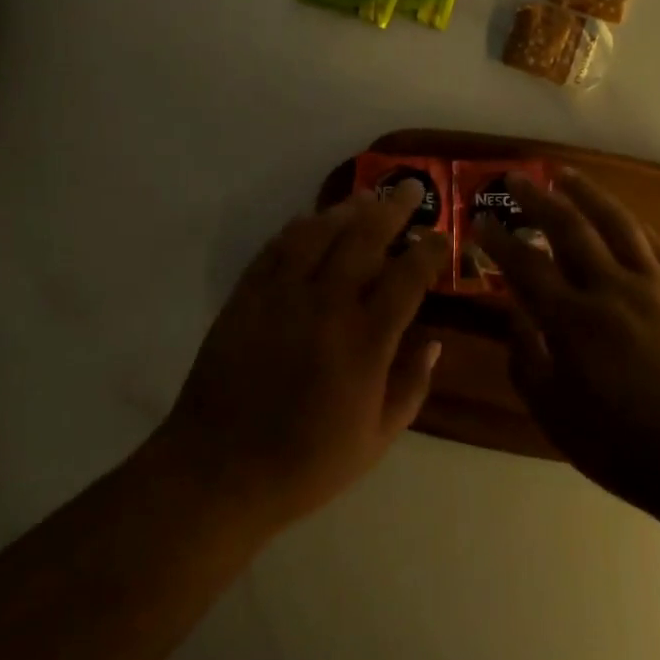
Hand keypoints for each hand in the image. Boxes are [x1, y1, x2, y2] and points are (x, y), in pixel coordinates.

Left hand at [154, 184, 448, 533]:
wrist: (219, 471)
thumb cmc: (306, 464)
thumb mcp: (376, 440)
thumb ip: (412, 386)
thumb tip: (435, 341)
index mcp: (365, 342)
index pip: (407, 277)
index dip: (429, 250)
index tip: (440, 236)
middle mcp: (327, 305)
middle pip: (365, 238)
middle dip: (394, 207)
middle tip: (411, 188)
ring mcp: (282, 295)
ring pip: (320, 231)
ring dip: (348, 208)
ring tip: (368, 196)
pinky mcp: (247, 294)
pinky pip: (278, 246)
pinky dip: (300, 227)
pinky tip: (312, 219)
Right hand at [474, 167, 659, 515]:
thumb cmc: (629, 447)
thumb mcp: (557, 417)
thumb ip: (527, 361)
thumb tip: (514, 315)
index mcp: (574, 321)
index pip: (525, 265)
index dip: (497, 239)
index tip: (479, 220)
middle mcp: (611, 288)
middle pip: (568, 227)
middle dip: (536, 198)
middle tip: (515, 177)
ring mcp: (654, 285)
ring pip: (615, 222)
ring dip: (586, 192)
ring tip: (565, 174)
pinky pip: (654, 243)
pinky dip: (630, 222)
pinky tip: (621, 215)